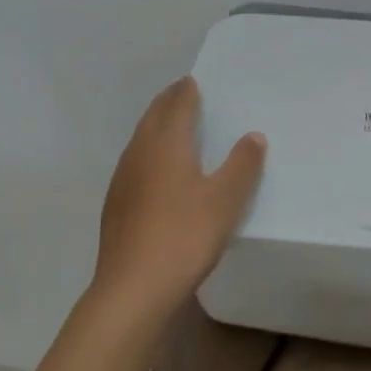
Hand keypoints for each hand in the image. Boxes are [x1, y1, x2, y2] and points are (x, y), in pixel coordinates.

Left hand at [91, 77, 265, 328]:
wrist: (133, 290)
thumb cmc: (184, 236)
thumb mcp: (226, 200)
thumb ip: (242, 164)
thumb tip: (253, 135)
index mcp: (166, 144)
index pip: (176, 104)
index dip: (187, 90)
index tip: (195, 81)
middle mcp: (140, 153)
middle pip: (153, 117)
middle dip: (169, 102)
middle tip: (185, 94)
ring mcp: (123, 179)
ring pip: (141, 140)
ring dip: (156, 126)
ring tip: (174, 127)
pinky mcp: (116, 205)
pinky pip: (135, 163)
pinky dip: (149, 153)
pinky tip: (158, 172)